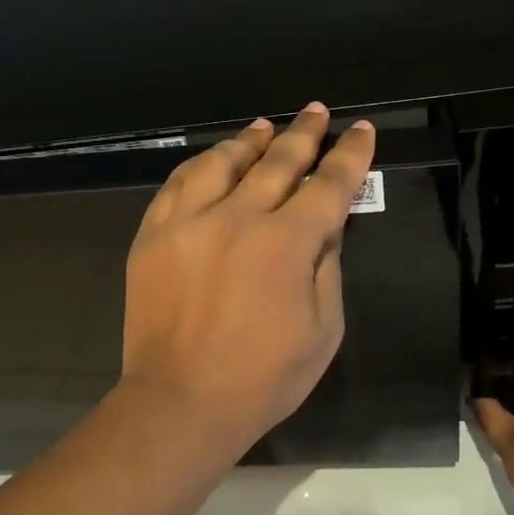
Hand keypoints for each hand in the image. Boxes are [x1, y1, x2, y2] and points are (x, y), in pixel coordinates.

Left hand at [118, 103, 374, 452]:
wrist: (179, 403)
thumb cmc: (263, 378)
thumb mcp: (323, 330)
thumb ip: (328, 266)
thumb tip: (327, 223)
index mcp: (287, 243)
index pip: (328, 185)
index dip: (349, 155)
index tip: (359, 130)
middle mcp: (238, 218)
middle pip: (277, 161)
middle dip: (304, 133)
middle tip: (317, 111)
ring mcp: (189, 222)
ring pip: (222, 162)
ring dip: (249, 140)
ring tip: (264, 127)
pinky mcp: (154, 234)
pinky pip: (178, 183)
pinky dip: (201, 164)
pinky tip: (213, 158)